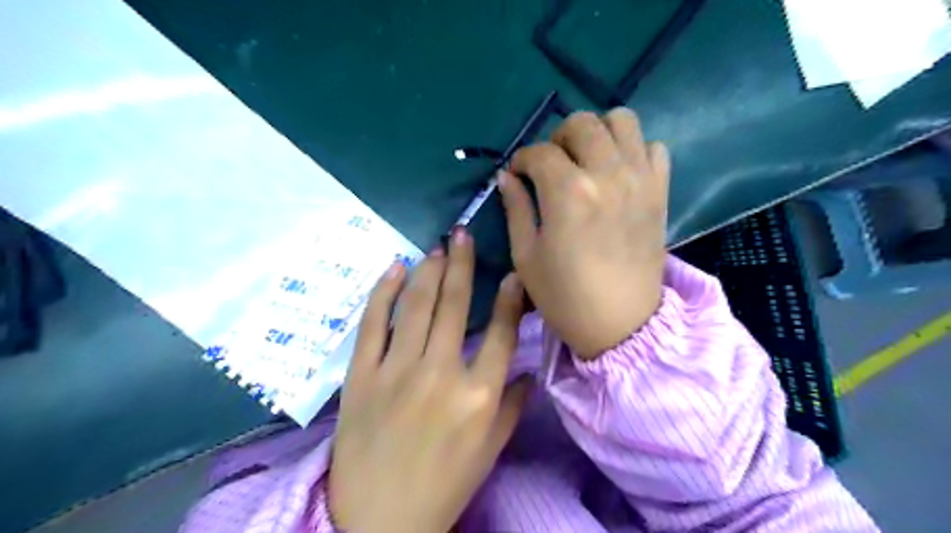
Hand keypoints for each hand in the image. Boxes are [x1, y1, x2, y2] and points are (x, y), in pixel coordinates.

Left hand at [332, 232, 531, 532]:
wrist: (378, 519)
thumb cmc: (443, 485)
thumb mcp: (490, 451)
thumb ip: (512, 406)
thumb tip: (528, 370)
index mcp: (479, 394)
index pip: (502, 332)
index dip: (510, 298)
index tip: (511, 272)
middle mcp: (441, 372)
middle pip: (456, 306)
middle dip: (462, 264)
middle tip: (463, 235)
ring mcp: (397, 370)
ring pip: (417, 305)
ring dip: (430, 270)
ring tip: (439, 246)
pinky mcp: (362, 374)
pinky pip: (373, 323)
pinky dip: (384, 291)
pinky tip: (395, 267)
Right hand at [499, 106, 666, 356]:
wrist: (621, 324)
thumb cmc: (565, 296)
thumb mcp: (526, 256)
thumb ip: (516, 208)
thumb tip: (507, 177)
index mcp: (568, 192)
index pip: (539, 152)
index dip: (522, 160)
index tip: (518, 173)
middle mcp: (608, 174)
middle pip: (582, 123)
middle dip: (558, 137)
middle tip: (552, 164)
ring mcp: (640, 179)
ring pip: (622, 121)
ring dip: (598, 132)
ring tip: (587, 159)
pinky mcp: (660, 191)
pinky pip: (654, 147)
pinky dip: (634, 149)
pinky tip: (619, 172)